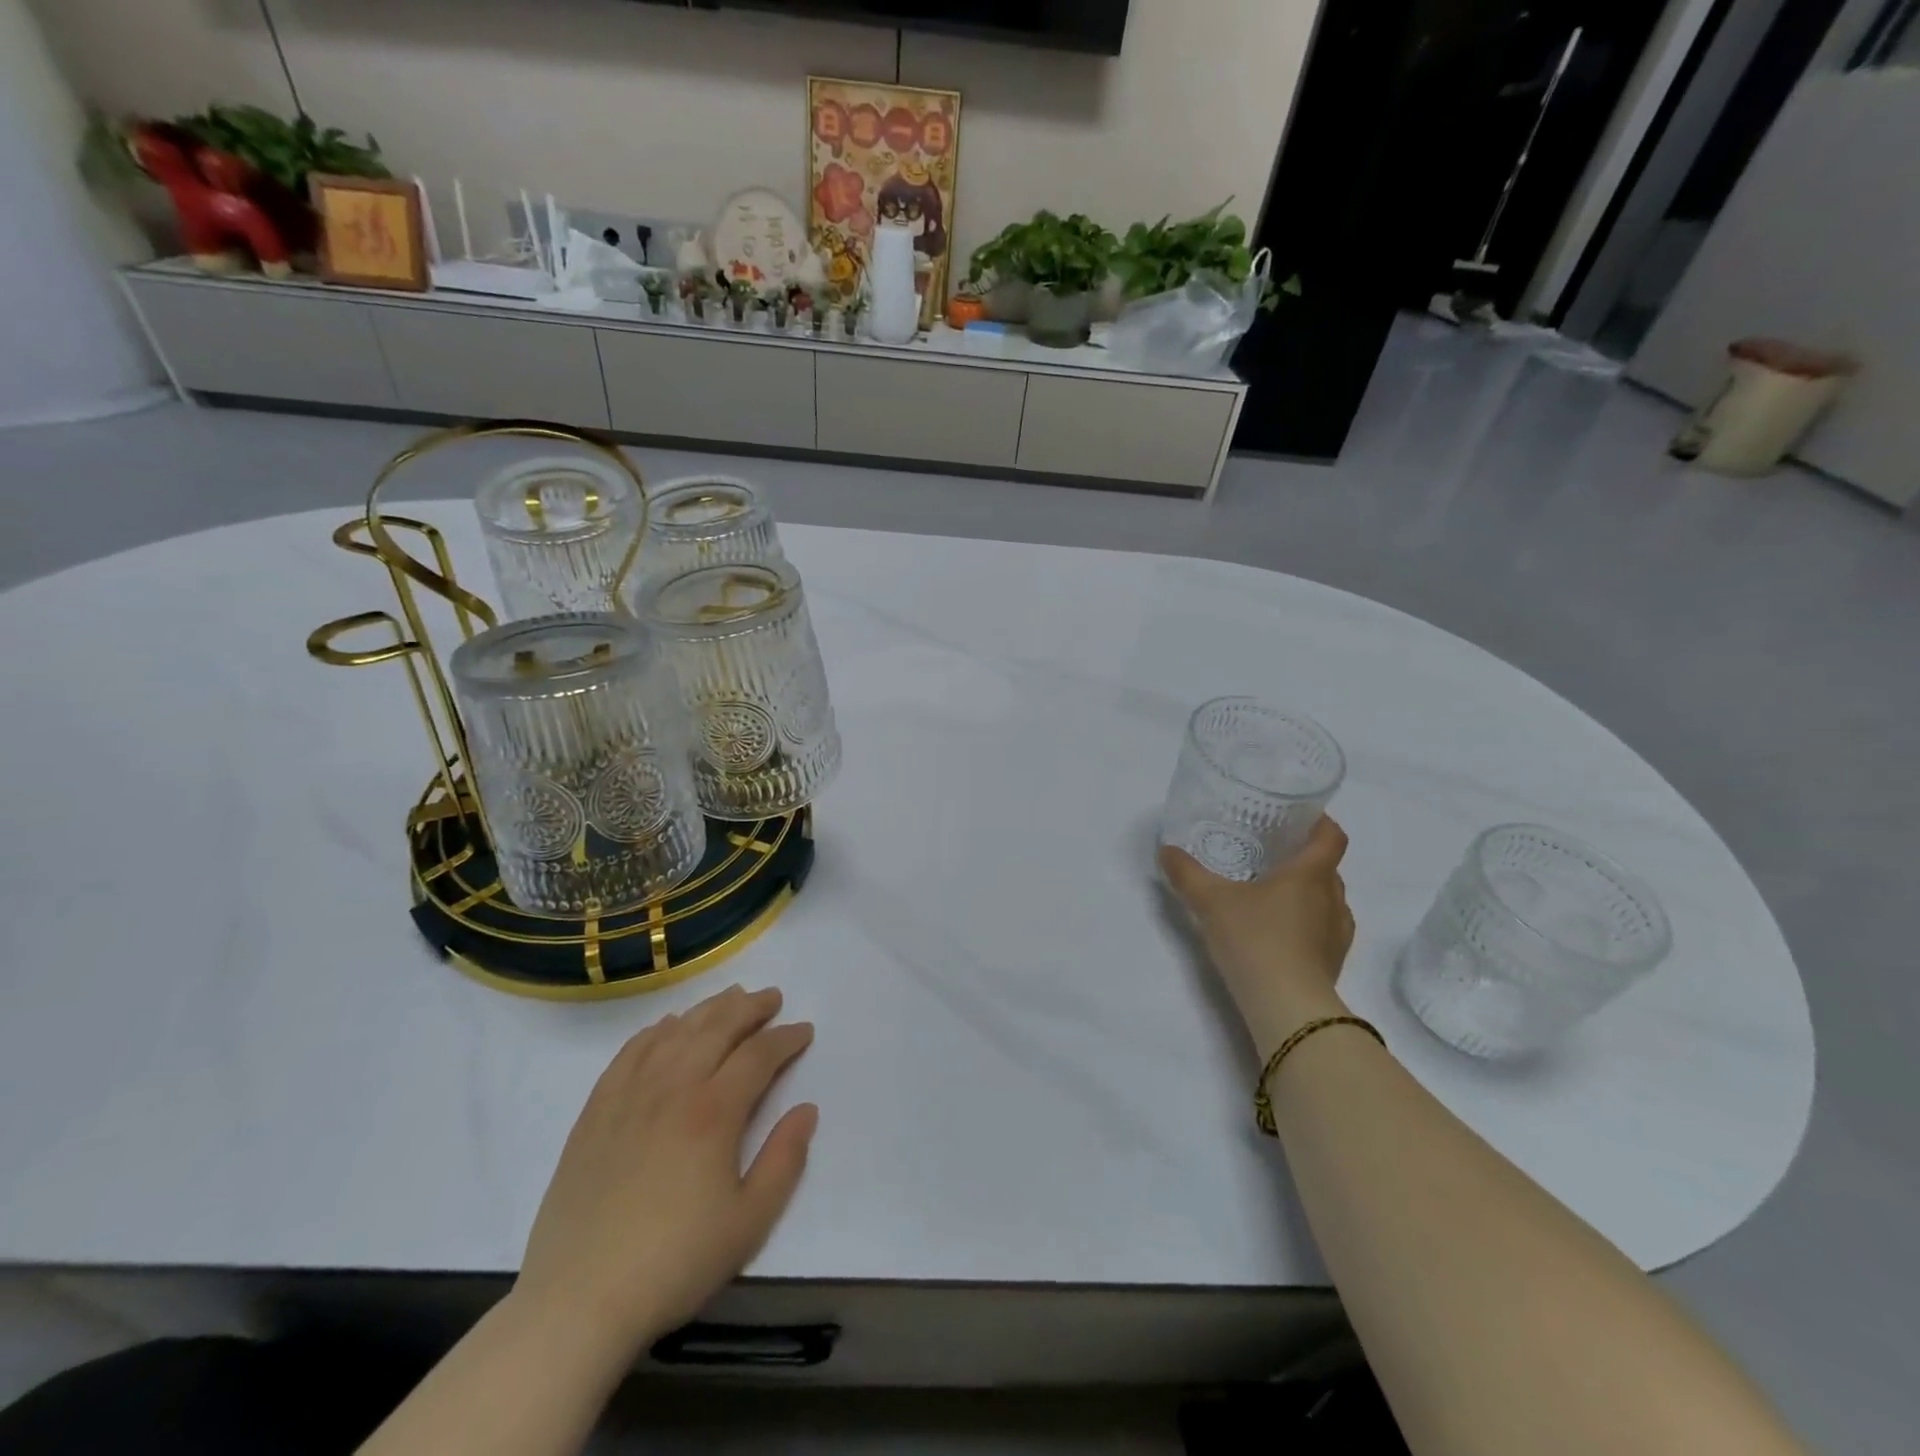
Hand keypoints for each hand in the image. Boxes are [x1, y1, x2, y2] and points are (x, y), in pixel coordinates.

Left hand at [514, 985, 816, 1351]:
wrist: (578, 1302)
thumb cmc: (674, 1263)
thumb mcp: (749, 1222)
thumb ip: (785, 1160)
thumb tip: (806, 1109)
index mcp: (713, 1112)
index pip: (758, 1055)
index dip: (786, 1038)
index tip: (804, 1031)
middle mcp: (673, 1088)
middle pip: (717, 1027)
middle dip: (750, 1008)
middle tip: (772, 998)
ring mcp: (629, 1095)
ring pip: (676, 1031)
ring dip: (708, 1009)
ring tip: (730, 999)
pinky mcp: (596, 1111)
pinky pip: (631, 1051)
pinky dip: (656, 1030)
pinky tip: (668, 1027)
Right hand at [1159, 816, 1356, 1057]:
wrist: (1287, 1007)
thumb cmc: (1255, 940)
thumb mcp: (1210, 901)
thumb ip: (1187, 873)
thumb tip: (1166, 850)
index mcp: (1311, 873)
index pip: (1332, 836)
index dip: (1319, 821)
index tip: (1296, 817)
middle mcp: (1333, 898)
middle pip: (1327, 867)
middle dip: (1302, 858)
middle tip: (1267, 854)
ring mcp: (1338, 933)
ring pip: (1327, 899)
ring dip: (1305, 893)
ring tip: (1269, 894)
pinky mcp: (1333, 962)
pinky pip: (1322, 929)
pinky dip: (1305, 923)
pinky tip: (1276, 932)